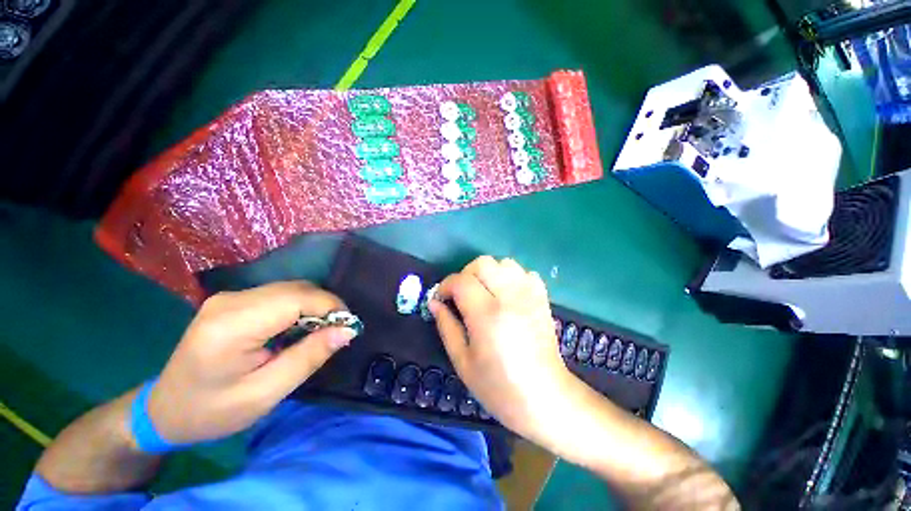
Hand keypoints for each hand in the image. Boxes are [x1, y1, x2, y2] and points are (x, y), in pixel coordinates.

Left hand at [146, 281, 356, 444]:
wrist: (165, 410)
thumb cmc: (213, 411)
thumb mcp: (265, 394)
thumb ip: (308, 357)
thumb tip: (347, 330)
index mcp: (232, 325)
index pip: (297, 299)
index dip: (331, 307)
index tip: (349, 328)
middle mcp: (230, 301)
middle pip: (296, 289)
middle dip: (326, 306)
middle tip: (338, 333)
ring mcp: (229, 297)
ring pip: (291, 289)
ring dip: (314, 306)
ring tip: (321, 332)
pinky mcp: (233, 300)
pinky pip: (280, 295)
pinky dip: (300, 307)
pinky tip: (299, 328)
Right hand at [430, 256, 575, 441]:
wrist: (545, 396)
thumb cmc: (498, 386)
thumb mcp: (462, 361)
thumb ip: (446, 326)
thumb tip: (434, 302)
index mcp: (487, 315)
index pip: (461, 281)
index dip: (446, 286)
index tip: (442, 299)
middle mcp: (510, 297)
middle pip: (482, 263)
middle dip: (465, 275)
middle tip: (462, 296)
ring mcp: (530, 295)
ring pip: (503, 262)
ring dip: (488, 273)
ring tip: (484, 293)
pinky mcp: (542, 297)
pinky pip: (523, 272)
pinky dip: (511, 277)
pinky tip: (507, 295)